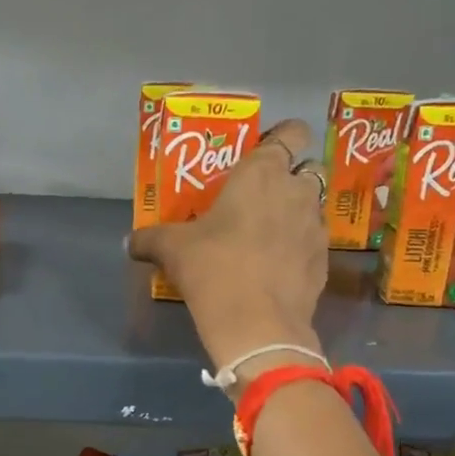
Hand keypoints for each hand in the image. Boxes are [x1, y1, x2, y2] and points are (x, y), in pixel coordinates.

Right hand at [128, 118, 328, 381]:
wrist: (256, 324)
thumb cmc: (212, 267)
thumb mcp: (172, 249)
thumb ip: (150, 239)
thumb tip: (130, 242)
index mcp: (262, 172)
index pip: (293, 132)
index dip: (285, 137)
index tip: (267, 151)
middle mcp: (297, 191)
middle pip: (309, 169)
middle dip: (292, 177)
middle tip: (262, 197)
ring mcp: (316, 227)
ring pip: (313, 207)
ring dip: (296, 214)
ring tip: (268, 236)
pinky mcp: (324, 261)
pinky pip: (313, 243)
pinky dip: (300, 248)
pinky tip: (277, 268)